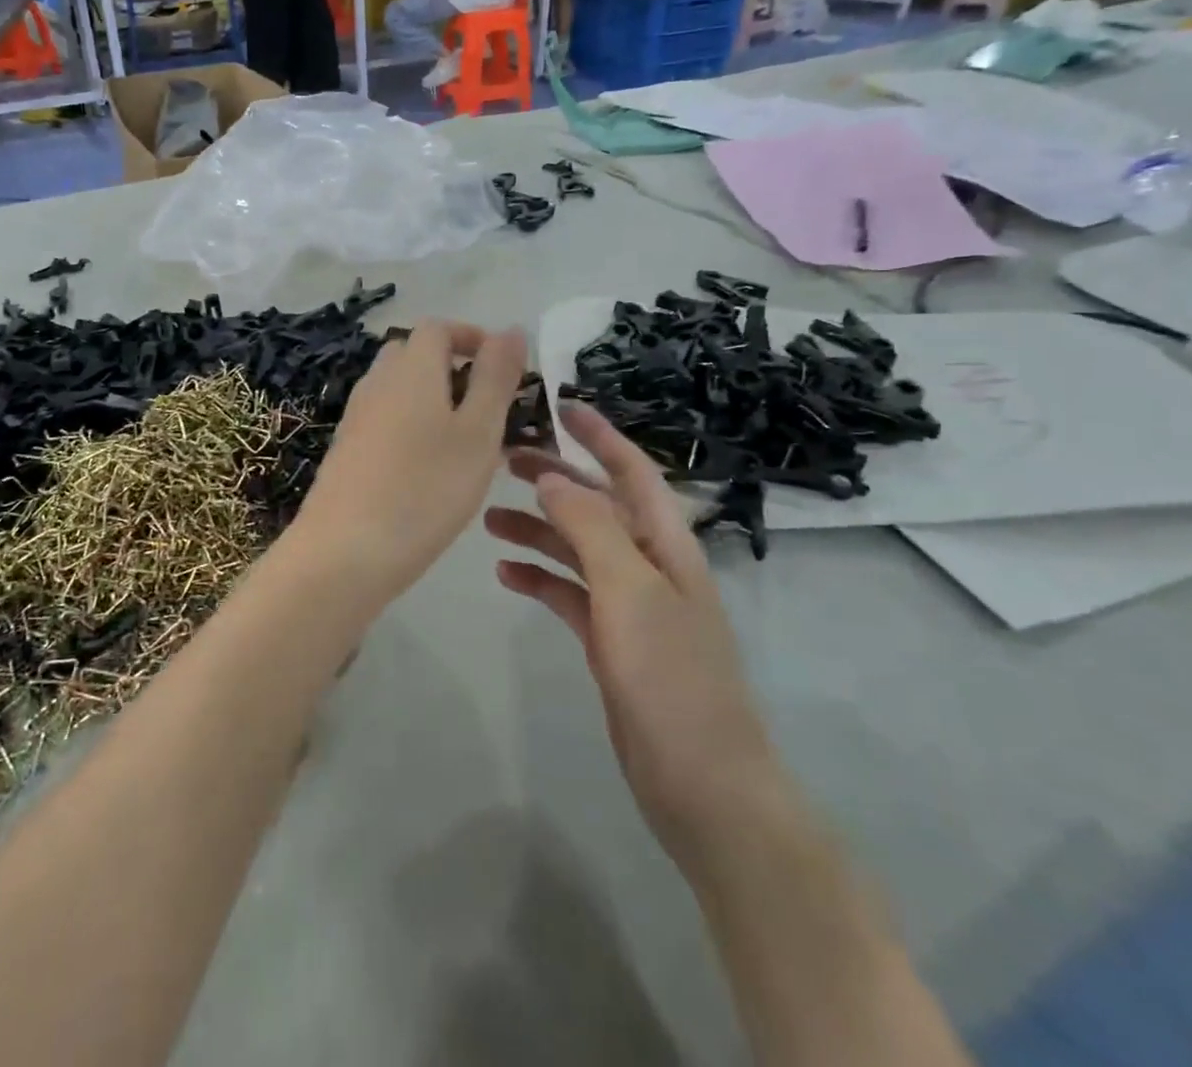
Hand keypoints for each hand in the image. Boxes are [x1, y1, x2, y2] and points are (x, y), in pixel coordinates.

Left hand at [291, 322, 527, 602]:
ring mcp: (356, 417)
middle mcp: (377, 383)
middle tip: (487, 407)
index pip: (438, 328)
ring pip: (399, 390)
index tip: (504, 367)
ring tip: (466, 443)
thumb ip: (496, 378)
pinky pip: (385, 420)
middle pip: (414, 355)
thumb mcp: (478, 432)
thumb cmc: (425, 489)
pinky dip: (412, 427)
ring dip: (434, 400)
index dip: (472, 337)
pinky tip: (429, 470)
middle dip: (453, 368)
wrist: (344, 552)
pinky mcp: (345, 450)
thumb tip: (511, 329)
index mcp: (410, 369)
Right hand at [485, 403, 783, 862]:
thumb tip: (552, 477)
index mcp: (665, 543)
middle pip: (597, 504)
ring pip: (577, 548)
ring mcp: (629, 605)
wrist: (703, 784)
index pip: (631, 470)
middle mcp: (649, 564)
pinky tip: (506, 574)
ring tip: (488, 518)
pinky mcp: (610, 641)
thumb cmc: (672, 677)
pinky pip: (569, 593)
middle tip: (503, 459)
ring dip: (538, 528)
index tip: (559, 406)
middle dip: (555, 477)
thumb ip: (591, 527)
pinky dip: (540, 577)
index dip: (599, 435)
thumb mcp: (631, 591)